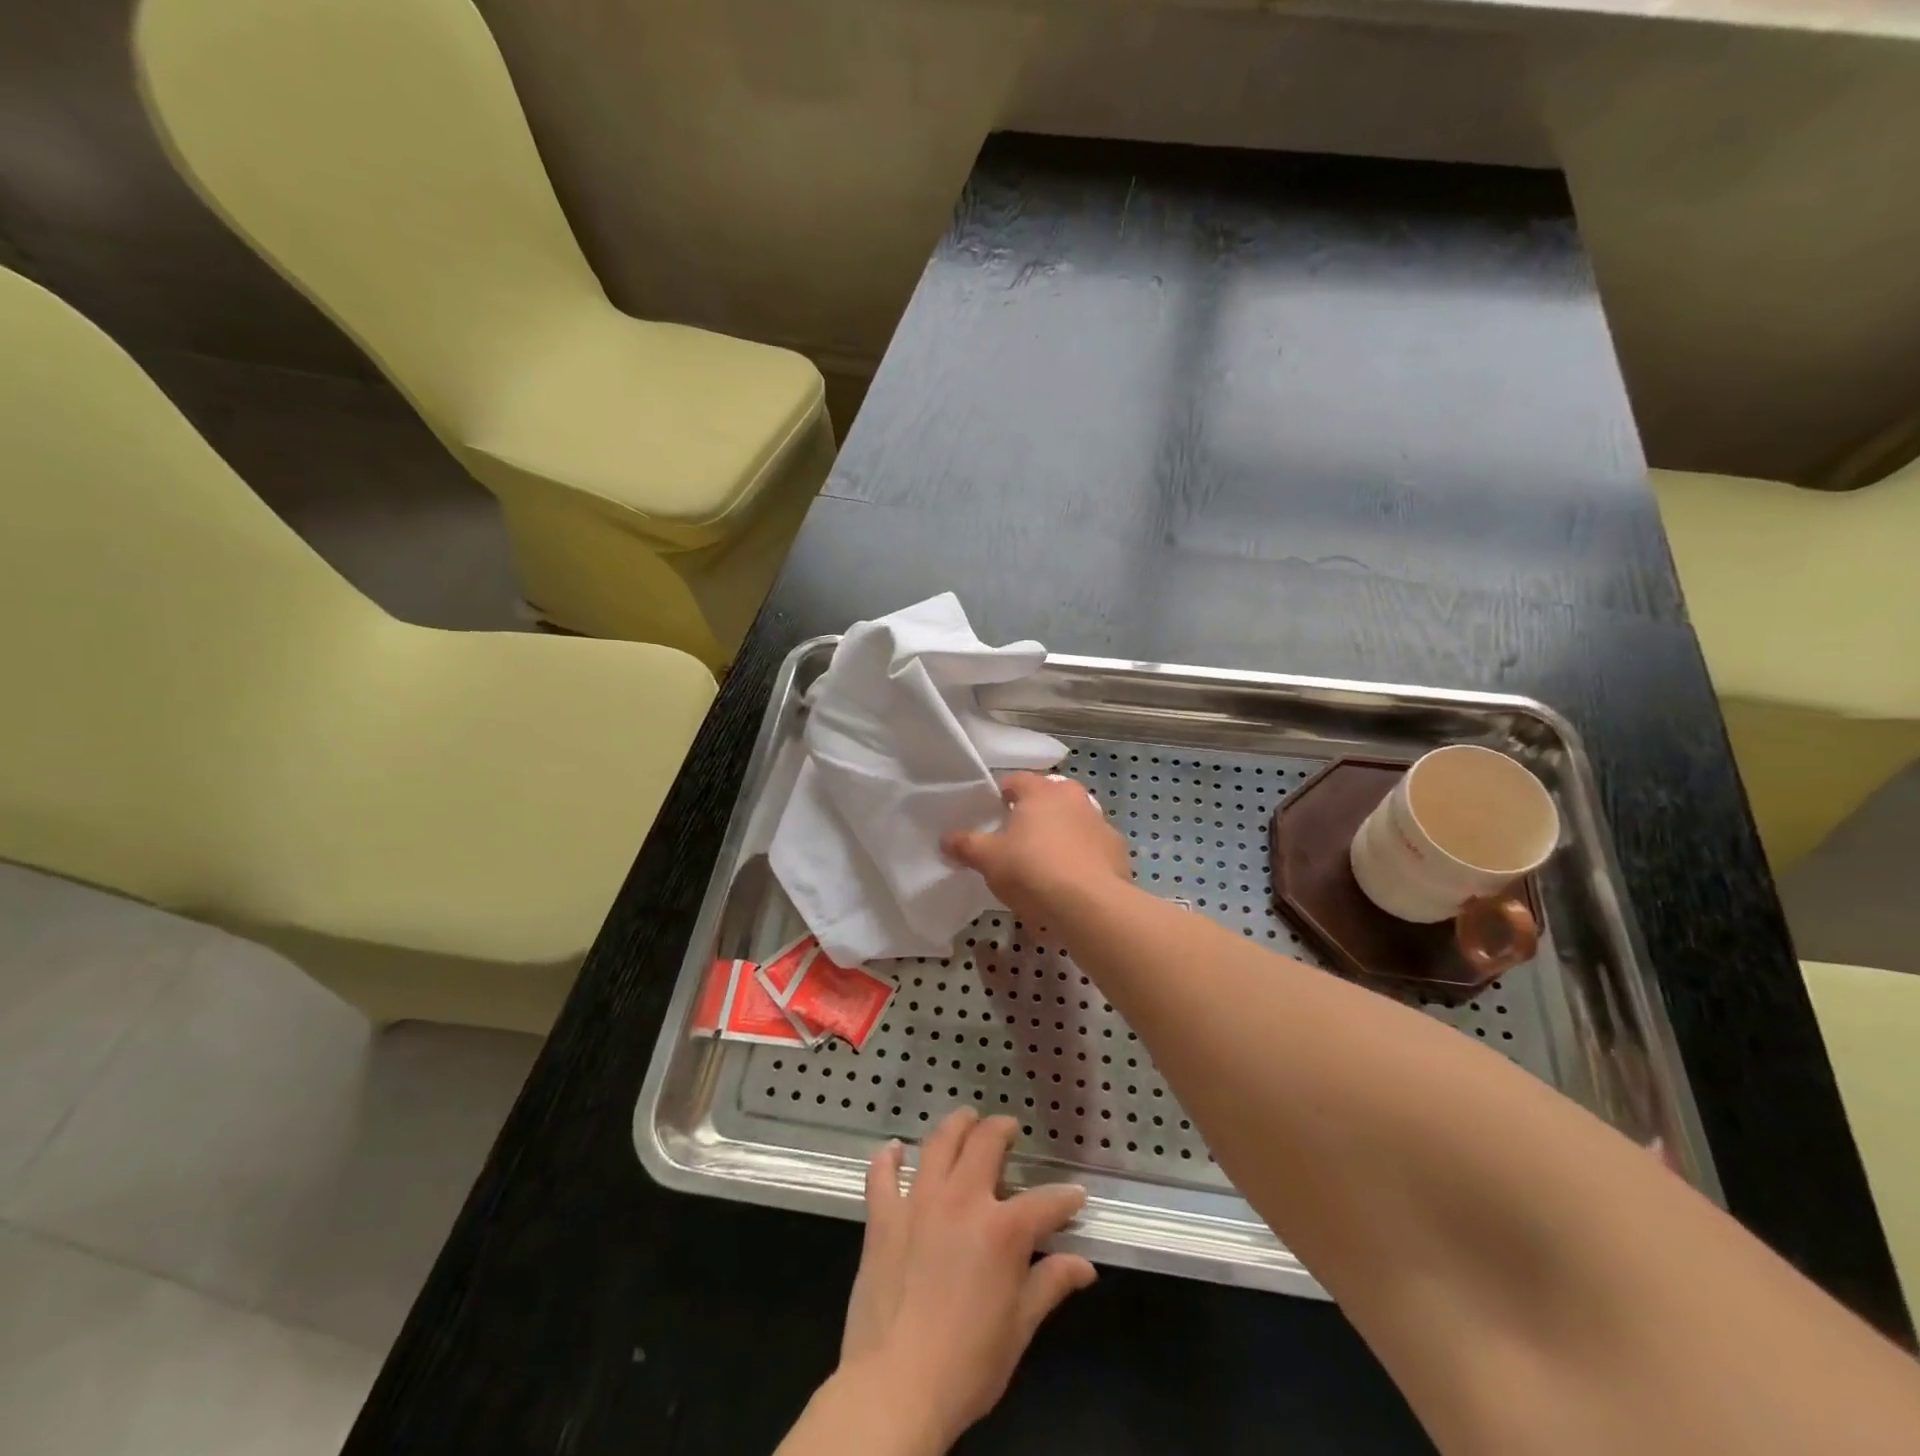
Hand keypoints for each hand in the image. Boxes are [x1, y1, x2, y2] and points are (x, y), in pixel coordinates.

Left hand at [838, 1110, 1096, 1448]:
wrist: (895, 1387)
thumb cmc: (967, 1365)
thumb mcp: (1019, 1329)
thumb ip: (1050, 1284)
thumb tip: (1085, 1265)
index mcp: (1003, 1229)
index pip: (1046, 1202)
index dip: (1065, 1198)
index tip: (1076, 1196)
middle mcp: (962, 1200)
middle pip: (985, 1144)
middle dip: (1002, 1129)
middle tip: (1008, 1127)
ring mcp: (918, 1202)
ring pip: (938, 1144)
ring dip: (955, 1126)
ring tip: (965, 1119)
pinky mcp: (882, 1216)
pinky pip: (882, 1174)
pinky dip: (888, 1158)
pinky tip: (894, 1149)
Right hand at [943, 771, 1131, 923]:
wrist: (1090, 905)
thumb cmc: (1032, 870)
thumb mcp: (988, 859)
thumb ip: (965, 845)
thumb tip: (945, 839)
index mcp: (1042, 791)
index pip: (1015, 781)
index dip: (1000, 797)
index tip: (991, 818)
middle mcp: (1074, 798)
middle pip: (1047, 799)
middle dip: (1032, 816)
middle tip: (1014, 842)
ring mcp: (1100, 823)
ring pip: (1072, 824)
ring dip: (1059, 837)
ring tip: (1042, 867)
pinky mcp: (1117, 851)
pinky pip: (1091, 850)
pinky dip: (1079, 860)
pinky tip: (1068, 885)